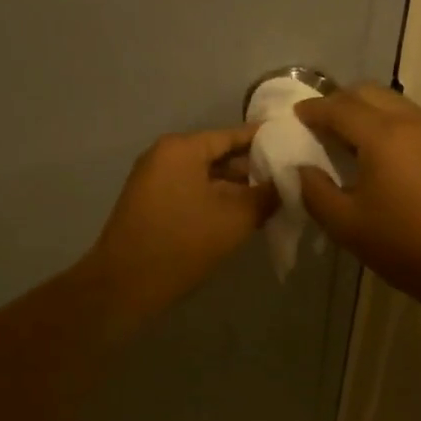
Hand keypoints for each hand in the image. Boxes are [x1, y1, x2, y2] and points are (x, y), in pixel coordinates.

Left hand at [84, 125, 277, 330]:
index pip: (233, 135)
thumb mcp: (235, 219)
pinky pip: (192, 191)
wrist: (124, 285)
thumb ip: (266, 195)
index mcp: (182, 148)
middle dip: (252, 169)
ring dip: (236, 188)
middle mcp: (164, 156)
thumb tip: (287, 182)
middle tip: (289, 180)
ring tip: (272, 200)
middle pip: (218, 154)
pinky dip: (216, 200)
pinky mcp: (151, 203)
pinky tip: (242, 215)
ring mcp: (154, 180)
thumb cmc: (182, 243)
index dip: (266, 142)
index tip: (296, 147)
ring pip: (206, 176)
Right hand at [293, 84, 420, 308]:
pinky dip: (387, 121)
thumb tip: (303, 170)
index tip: (295, 115)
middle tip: (319, 123)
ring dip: (365, 109)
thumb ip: (316, 192)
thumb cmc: (402, 245)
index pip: (339, 108)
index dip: (313, 109)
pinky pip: (410, 118)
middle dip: (339, 101)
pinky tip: (379, 151)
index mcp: (382, 135)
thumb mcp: (346, 225)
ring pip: (392, 102)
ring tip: (347, 136)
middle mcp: (410, 121)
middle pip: (368, 93)